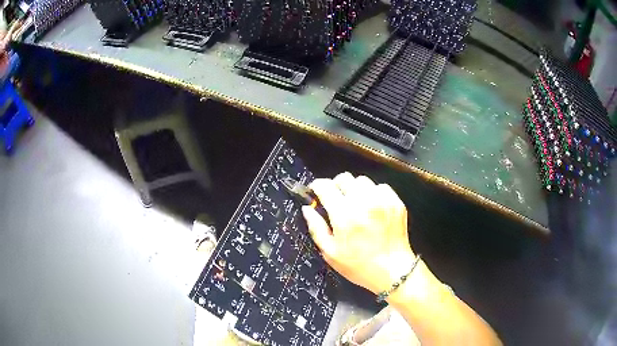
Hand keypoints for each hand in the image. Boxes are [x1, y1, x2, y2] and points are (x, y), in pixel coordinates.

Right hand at [302, 172, 415, 293]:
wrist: (393, 271)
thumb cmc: (359, 265)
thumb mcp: (331, 253)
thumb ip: (316, 228)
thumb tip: (307, 209)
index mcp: (344, 215)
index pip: (326, 186)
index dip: (318, 186)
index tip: (317, 191)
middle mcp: (363, 203)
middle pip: (344, 177)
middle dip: (336, 186)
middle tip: (337, 200)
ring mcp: (382, 201)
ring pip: (362, 180)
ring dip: (355, 189)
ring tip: (356, 204)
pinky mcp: (396, 202)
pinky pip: (380, 187)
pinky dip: (373, 193)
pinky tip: (372, 207)